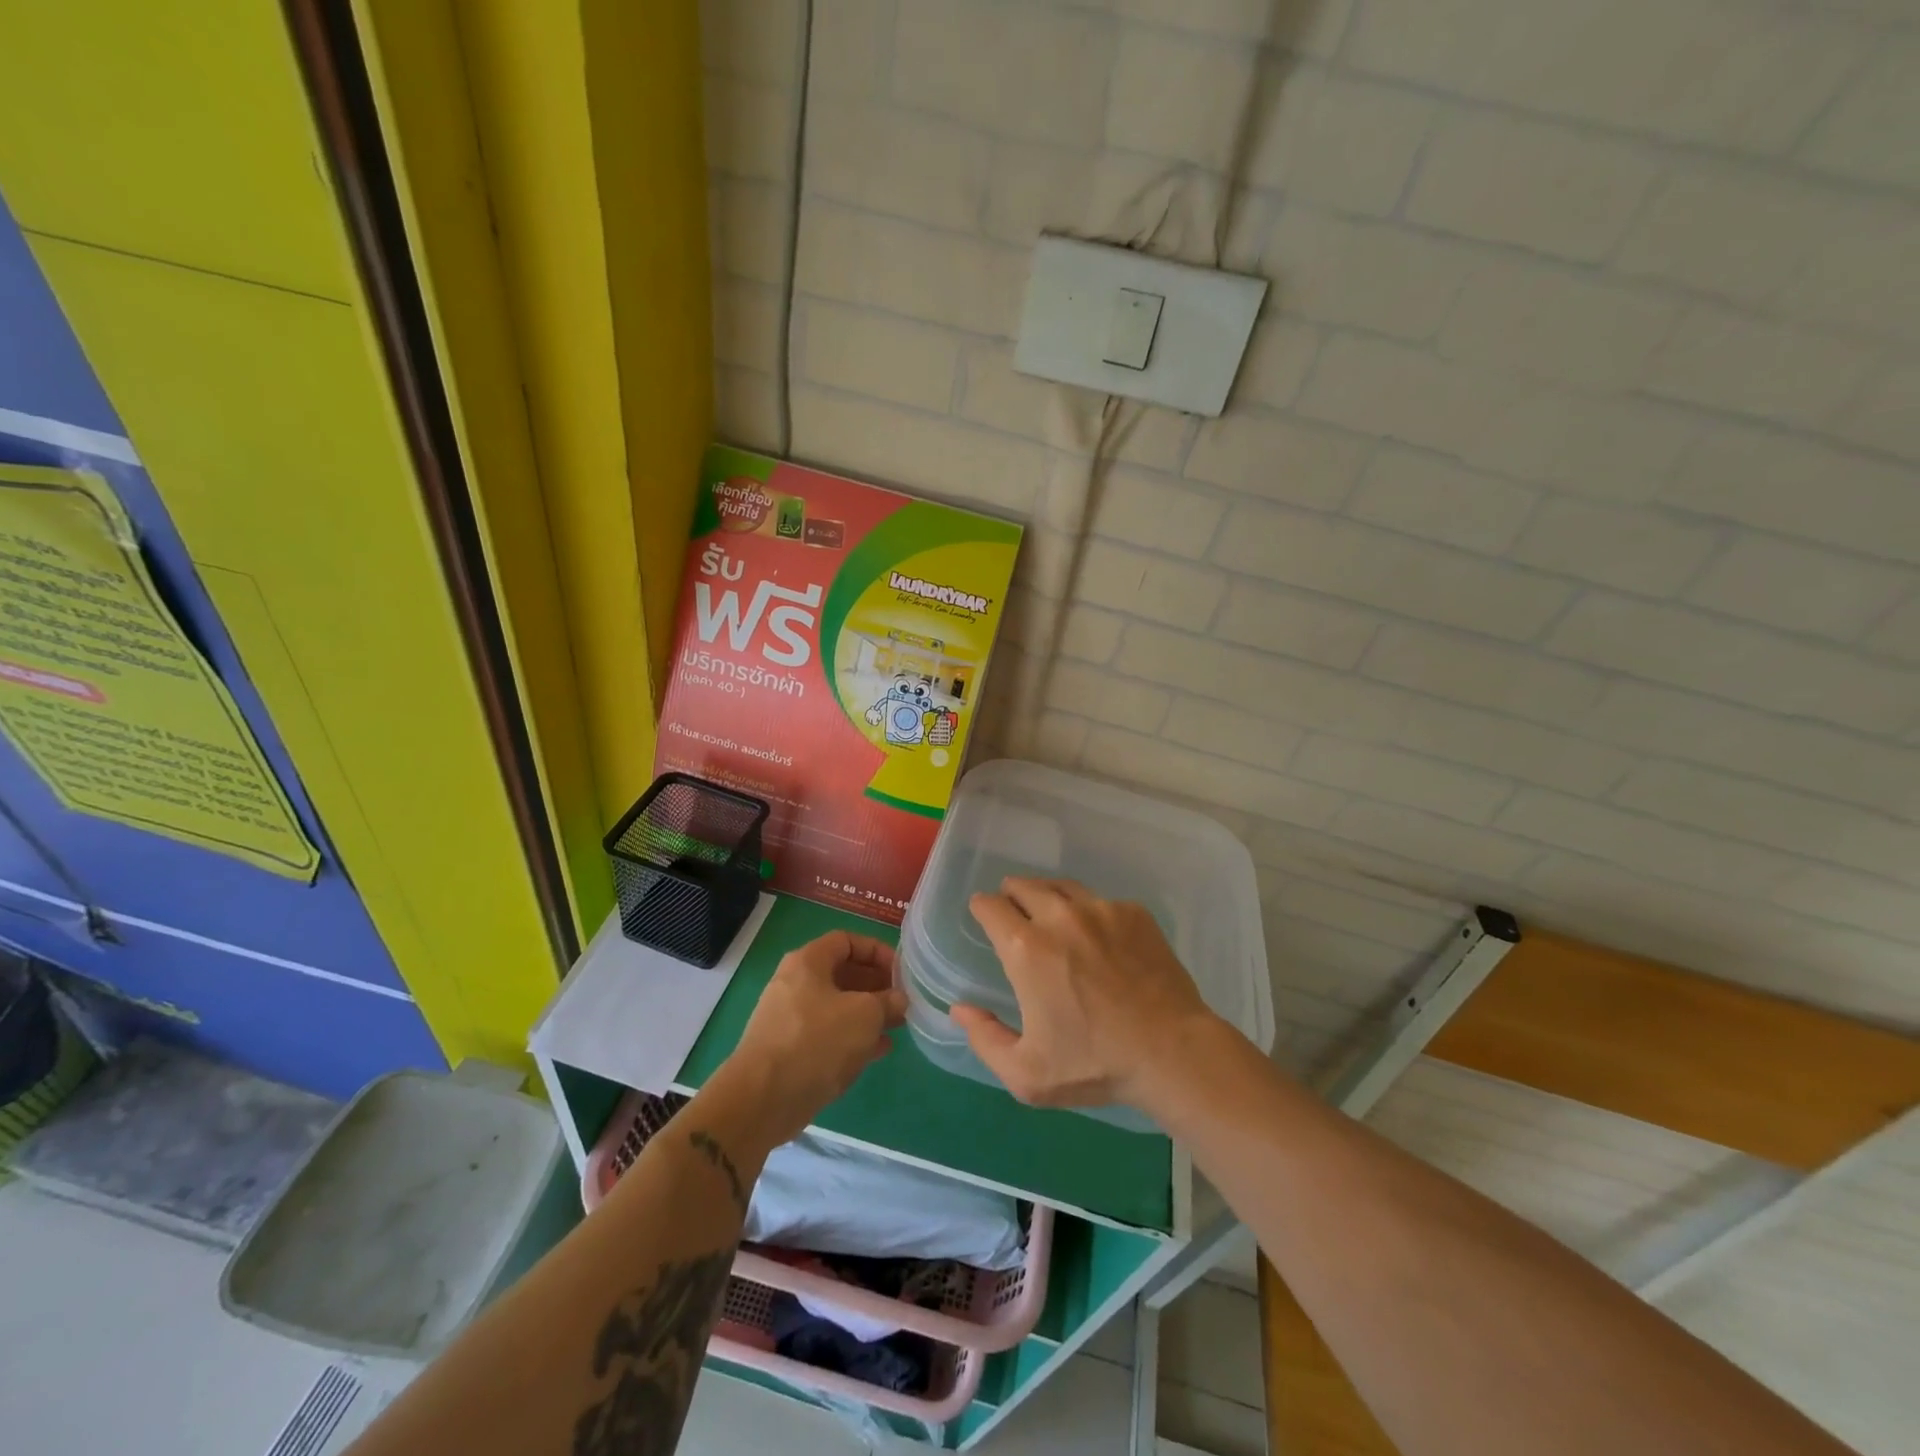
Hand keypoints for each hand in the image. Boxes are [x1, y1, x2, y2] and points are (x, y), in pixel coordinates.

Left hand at [717, 931, 907, 1149]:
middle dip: (875, 985)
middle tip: (901, 1000)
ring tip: (896, 1025)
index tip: (901, 972)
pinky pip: (827, 1034)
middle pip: (842, 974)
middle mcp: (795, 983)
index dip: (877, 951)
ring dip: (868, 1013)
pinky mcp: (789, 1050)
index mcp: (808, 962)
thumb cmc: (817, 1041)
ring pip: (837, 1006)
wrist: (763, 1099)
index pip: (847, 941)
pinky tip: (879, 1051)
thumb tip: (898, 1000)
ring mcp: (790, 1018)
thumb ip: (887, 1002)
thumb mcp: (865, 1015)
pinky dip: (852, 1037)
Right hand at [951, 877, 1220, 1114]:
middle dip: (1012, 895)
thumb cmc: (1094, 1064)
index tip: (984, 916)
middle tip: (1015, 914)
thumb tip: (960, 1009)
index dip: (982, 908)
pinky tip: (1098, 938)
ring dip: (1048, 897)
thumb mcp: (1027, 1073)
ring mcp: (1101, 909)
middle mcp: (1060, 916)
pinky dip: (1089, 912)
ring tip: (1051, 916)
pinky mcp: (1133, 913)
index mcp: (1026, 949)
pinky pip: (1100, 901)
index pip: (990, 906)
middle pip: (1023, 885)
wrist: (1172, 1052)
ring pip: (1061, 887)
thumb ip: (985, 1039)